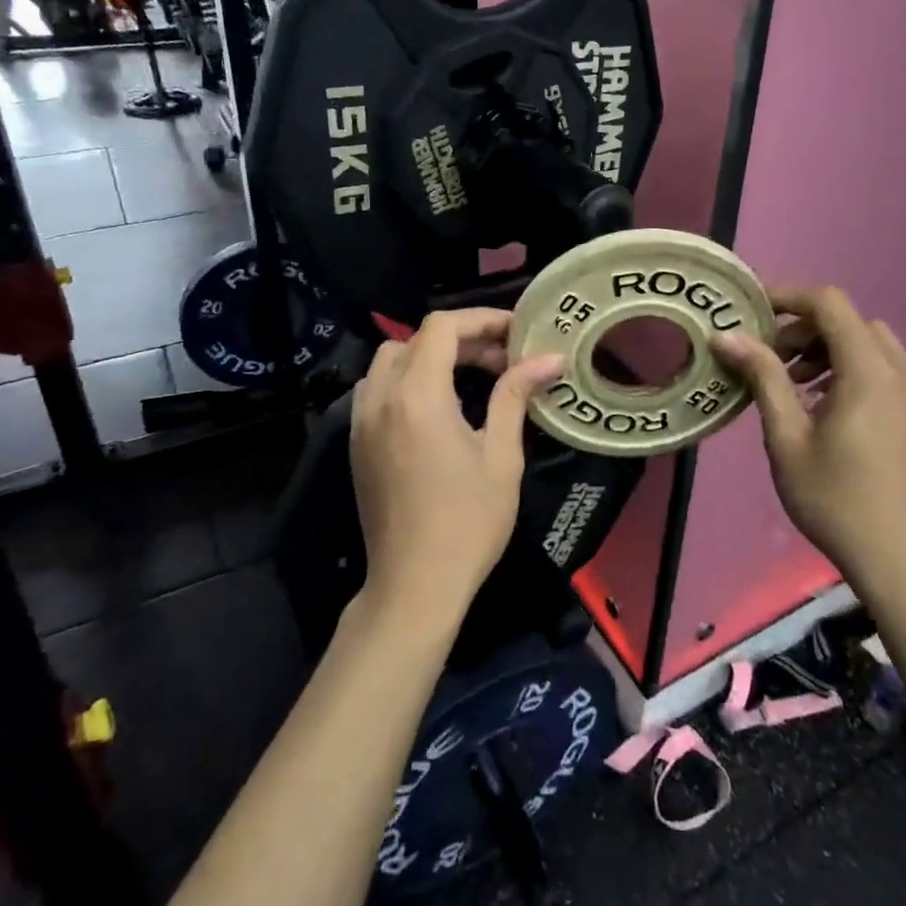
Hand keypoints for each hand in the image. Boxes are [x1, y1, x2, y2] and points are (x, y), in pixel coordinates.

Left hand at [350, 309, 564, 629]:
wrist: (414, 586)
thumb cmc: (467, 522)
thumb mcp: (500, 456)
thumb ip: (514, 396)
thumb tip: (549, 359)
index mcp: (417, 396)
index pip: (442, 327)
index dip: (481, 320)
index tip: (516, 333)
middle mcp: (381, 398)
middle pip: (415, 340)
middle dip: (460, 339)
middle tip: (502, 360)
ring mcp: (361, 420)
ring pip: (390, 360)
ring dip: (429, 357)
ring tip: (471, 378)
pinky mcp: (356, 442)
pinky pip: (377, 389)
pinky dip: (407, 379)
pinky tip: (438, 406)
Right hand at [711, 286, 905, 585]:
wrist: (898, 557)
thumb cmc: (834, 497)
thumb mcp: (786, 436)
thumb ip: (762, 376)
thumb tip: (725, 336)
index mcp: (868, 370)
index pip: (829, 303)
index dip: (787, 297)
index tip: (751, 312)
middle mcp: (900, 370)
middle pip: (848, 321)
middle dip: (804, 328)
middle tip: (767, 356)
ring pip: (868, 344)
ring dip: (827, 348)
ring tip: (792, 381)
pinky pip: (882, 368)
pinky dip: (849, 368)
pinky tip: (823, 404)